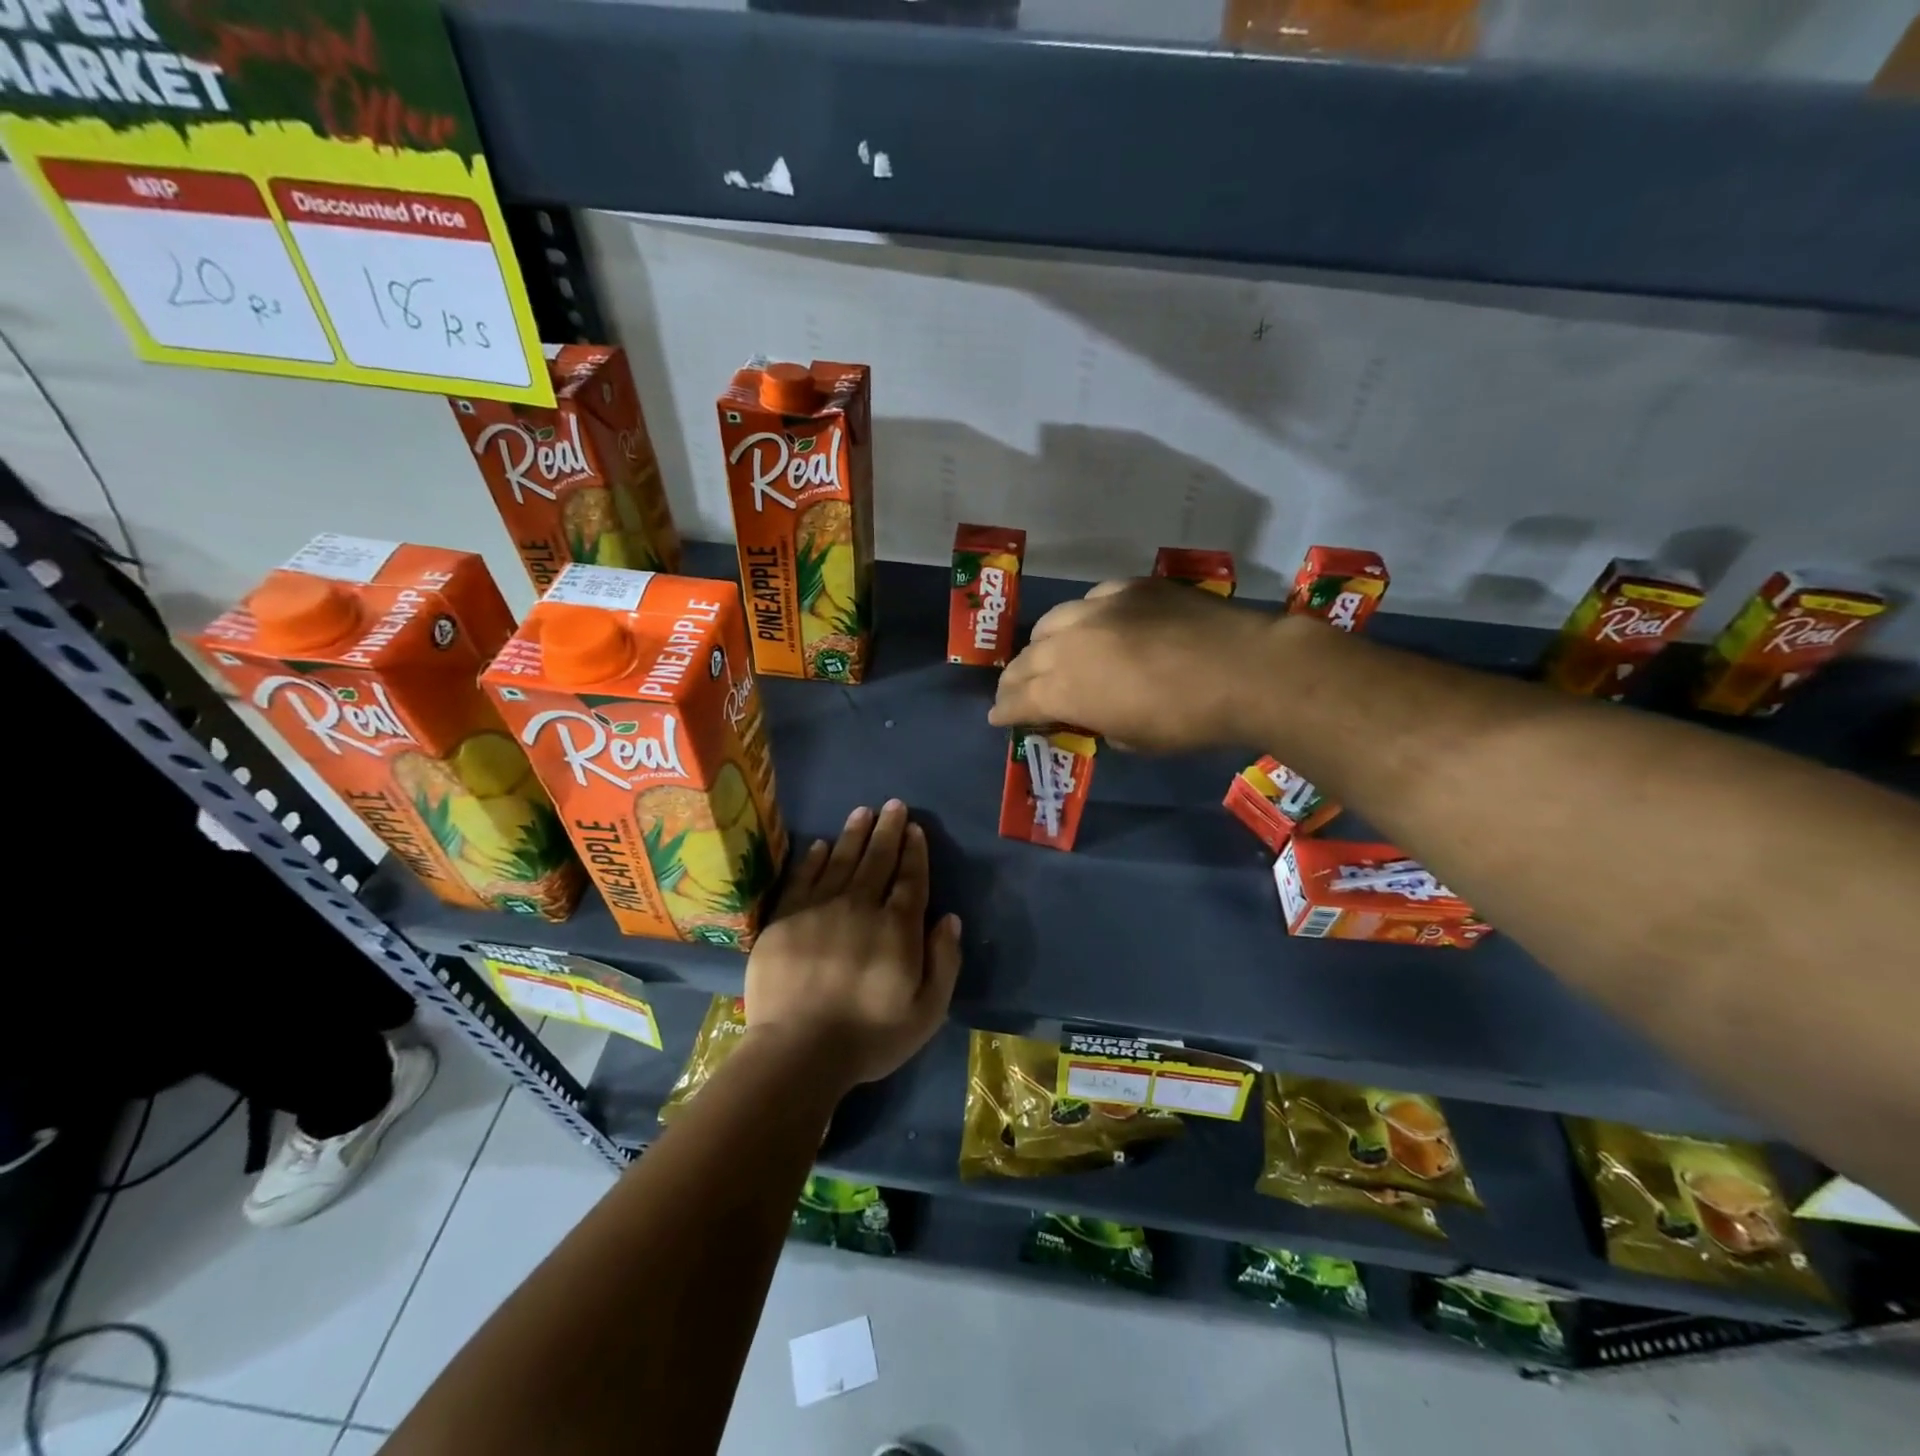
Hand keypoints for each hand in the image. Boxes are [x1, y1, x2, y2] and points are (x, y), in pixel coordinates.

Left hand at [744, 800, 962, 1090]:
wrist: (798, 1052)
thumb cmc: (869, 1036)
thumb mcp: (927, 1011)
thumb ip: (944, 961)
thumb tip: (948, 918)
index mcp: (897, 928)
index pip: (910, 879)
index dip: (914, 852)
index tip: (915, 828)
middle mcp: (860, 907)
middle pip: (877, 861)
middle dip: (888, 831)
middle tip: (893, 805)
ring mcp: (819, 910)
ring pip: (840, 861)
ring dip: (853, 835)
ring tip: (862, 812)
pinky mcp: (785, 920)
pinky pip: (802, 879)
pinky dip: (812, 859)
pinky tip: (819, 845)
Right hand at [989, 579, 1281, 751]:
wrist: (1244, 670)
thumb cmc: (1187, 721)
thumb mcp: (1133, 740)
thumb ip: (1098, 723)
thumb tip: (1092, 713)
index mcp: (1066, 689)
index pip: (1019, 701)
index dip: (1004, 712)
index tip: (997, 718)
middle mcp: (1070, 643)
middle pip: (1025, 660)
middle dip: (1015, 680)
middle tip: (1014, 692)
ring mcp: (1099, 607)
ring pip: (1052, 623)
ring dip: (1043, 645)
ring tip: (1048, 654)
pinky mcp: (1129, 587)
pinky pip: (1092, 601)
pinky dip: (1085, 619)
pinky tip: (1097, 626)